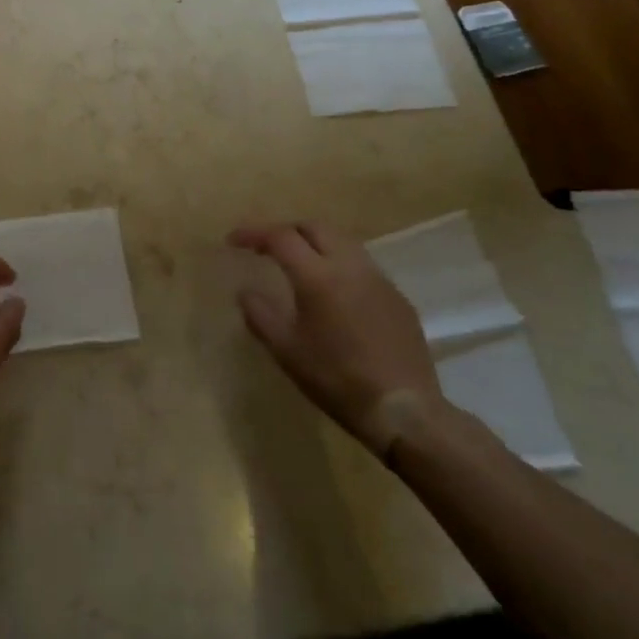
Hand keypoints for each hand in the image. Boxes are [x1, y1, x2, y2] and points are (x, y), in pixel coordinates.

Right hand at [229, 222, 441, 457]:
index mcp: (317, 276)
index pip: (280, 237)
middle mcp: (349, 266)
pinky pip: (363, 265)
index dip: (253, 233)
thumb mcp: (287, 351)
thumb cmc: (337, 380)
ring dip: (315, 243)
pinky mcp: (397, 297)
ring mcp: (378, 279)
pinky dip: (339, 264)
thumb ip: (260, 315)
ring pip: (342, 241)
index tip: (233, 241)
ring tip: (299, 263)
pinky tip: (335, 292)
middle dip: (286, 230)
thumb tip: (245, 292)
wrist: (405, 411)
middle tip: (266, 247)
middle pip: (314, 227)